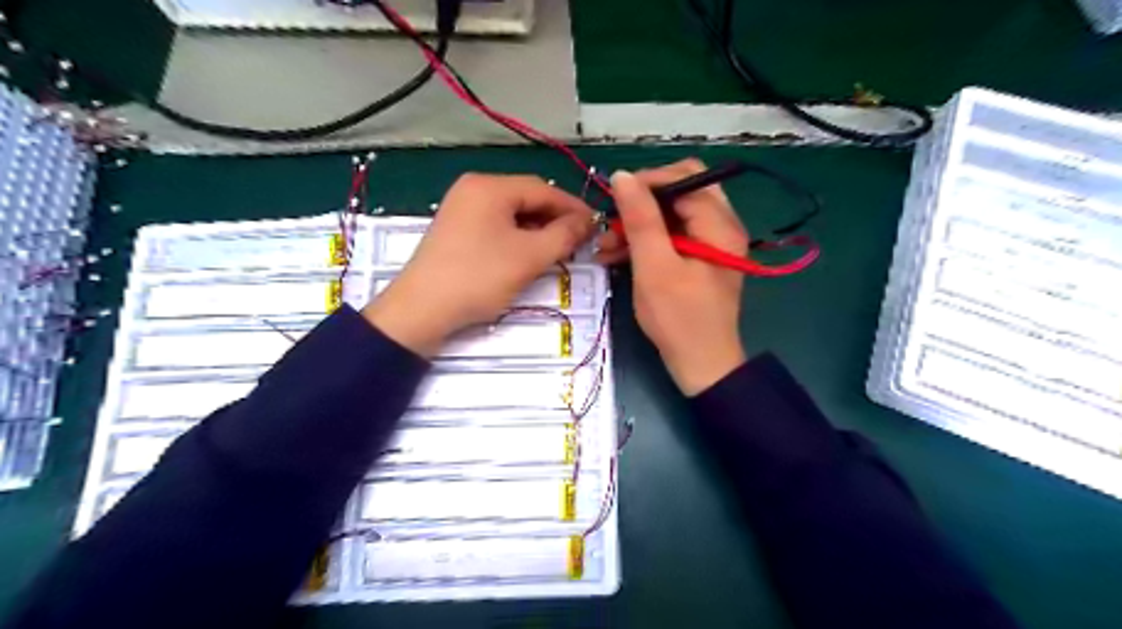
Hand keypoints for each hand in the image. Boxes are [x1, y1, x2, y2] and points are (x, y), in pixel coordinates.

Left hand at [367, 174, 594, 356]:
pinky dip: (517, 238)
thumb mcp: (529, 257)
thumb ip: (564, 235)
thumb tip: (587, 222)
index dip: (573, 208)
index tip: (596, 226)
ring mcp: (461, 208)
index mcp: (490, 186)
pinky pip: (496, 226)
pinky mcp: (456, 229)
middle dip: (555, 220)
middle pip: (526, 199)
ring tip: (558, 251)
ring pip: (512, 214)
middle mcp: (474, 189)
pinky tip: (529, 255)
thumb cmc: (479, 278)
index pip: (543, 189)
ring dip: (537, 230)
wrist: (421, 310)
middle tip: (579, 242)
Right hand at [595, 156, 743, 393]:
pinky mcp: (698, 259)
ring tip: (605, 245)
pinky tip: (616, 256)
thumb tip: (623, 175)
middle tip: (612, 221)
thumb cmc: (678, 318)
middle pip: (678, 193)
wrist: (700, 364)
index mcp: (719, 224)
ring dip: (638, 225)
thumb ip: (641, 218)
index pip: (684, 177)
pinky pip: (670, 236)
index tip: (613, 199)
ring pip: (671, 215)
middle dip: (641, 204)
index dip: (647, 182)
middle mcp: (720, 226)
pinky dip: (645, 242)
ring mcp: (710, 243)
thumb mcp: (654, 266)